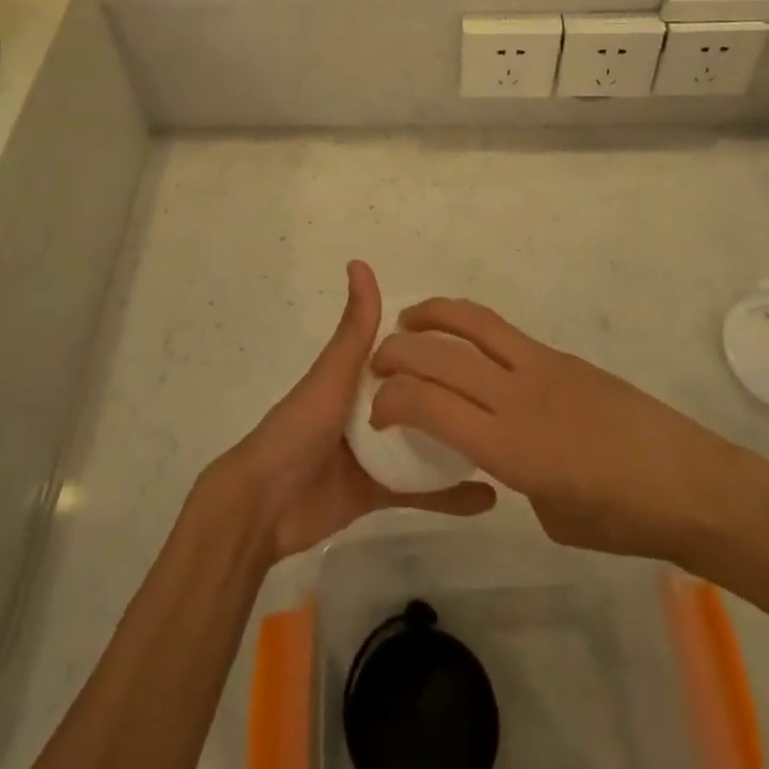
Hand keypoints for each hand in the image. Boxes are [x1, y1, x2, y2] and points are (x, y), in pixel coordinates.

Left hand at [212, 264, 496, 563]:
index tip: (478, 339)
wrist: (263, 507)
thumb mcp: (333, 373)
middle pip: (419, 397)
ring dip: (457, 441)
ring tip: (505, 438)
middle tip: (502, 390)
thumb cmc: (298, 429)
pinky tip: (489, 497)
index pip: (404, 354)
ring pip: (425, 444)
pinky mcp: (377, 492)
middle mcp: (368, 409)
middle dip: (454, 393)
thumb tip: (360, 262)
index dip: (435, 344)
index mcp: (356, 376)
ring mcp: (374, 453)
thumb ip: (355, 327)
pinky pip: (420, 492)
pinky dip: (450, 496)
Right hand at [370, 298, 741, 561]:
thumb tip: (499, 449)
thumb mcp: (550, 513)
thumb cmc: (620, 518)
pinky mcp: (561, 356)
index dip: (392, 399)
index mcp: (509, 446)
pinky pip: (503, 333)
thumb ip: (512, 474)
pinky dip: (469, 327)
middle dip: (398, 352)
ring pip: (473, 323)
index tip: (376, 409)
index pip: (430, 405)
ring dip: (433, 315)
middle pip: (441, 355)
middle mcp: (517, 395)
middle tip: (377, 361)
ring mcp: (541, 367)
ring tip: (409, 321)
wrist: (689, 481)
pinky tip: (463, 342)